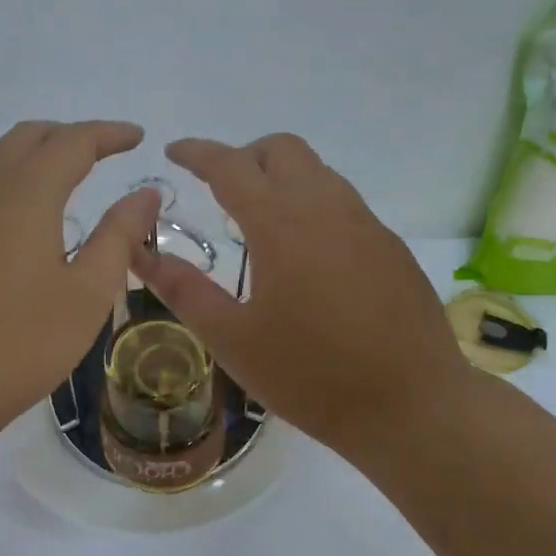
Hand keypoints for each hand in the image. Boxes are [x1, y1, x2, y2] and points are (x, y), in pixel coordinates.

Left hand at [0, 120, 158, 447]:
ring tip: (68, 178)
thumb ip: (119, 235)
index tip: (137, 138)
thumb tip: (146, 193)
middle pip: (28, 137)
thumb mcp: (88, 293)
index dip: (108, 134)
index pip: (72, 141)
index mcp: (24, 193)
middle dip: (70, 136)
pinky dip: (10, 182)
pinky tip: (23, 219)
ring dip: (36, 155)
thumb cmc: (21, 343)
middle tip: (105, 153)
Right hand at [132, 134, 471, 468]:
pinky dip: (312, 204)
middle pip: (282, 149)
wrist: (412, 406)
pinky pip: (343, 201)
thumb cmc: (311, 377)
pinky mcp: (390, 245)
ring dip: (281, 178)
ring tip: (260, 223)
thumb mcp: (234, 340)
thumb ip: (184, 291)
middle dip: (244, 156)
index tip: (173, 151)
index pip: (231, 166)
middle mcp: (326, 208)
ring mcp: (366, 223)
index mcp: (281, 225)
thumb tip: (142, 255)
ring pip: (317, 171)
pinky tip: (306, 256)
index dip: (197, 152)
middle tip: (220, 191)